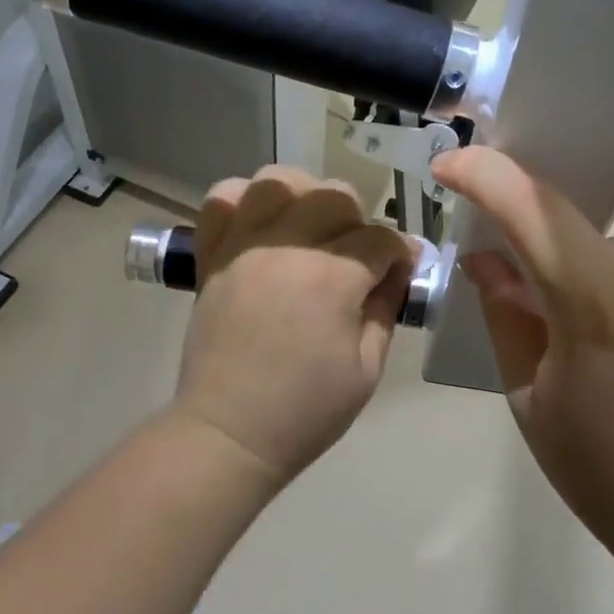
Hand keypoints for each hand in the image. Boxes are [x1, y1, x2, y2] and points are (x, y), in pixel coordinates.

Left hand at [174, 166, 416, 482]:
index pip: (380, 239)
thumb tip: (395, 272)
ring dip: (303, 196)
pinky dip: (242, 200)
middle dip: (358, 220)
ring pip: (277, 181)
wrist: (229, 433)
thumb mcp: (367, 370)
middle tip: (356, 257)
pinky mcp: (211, 256)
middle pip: (334, 196)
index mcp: (331, 278)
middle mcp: (286, 247)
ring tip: (308, 230)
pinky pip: (220, 201)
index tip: (402, 271)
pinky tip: (259, 225)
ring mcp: (242, 247)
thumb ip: (385, 310)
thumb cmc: (306, 411)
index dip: (400, 254)